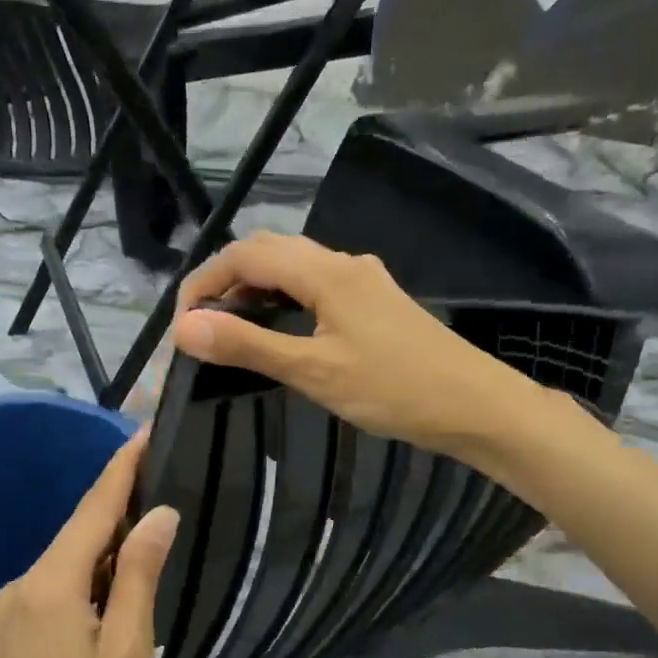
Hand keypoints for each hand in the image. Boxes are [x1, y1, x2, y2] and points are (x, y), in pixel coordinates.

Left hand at [0, 431, 179, 657]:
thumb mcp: (128, 650)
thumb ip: (139, 575)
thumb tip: (157, 513)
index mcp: (50, 585)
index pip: (92, 510)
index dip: (120, 469)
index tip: (144, 431)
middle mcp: (22, 584)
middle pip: (78, 531)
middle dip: (118, 504)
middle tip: (164, 476)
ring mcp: (12, 608)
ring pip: (68, 559)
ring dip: (107, 544)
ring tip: (152, 526)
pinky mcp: (13, 630)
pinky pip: (57, 584)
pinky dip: (91, 574)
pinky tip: (119, 579)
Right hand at [172, 232, 537, 456]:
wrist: (475, 406)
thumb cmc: (394, 389)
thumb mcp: (313, 370)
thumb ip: (248, 346)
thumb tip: (185, 328)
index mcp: (326, 272)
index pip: (246, 254)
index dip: (204, 282)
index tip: (182, 325)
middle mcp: (343, 263)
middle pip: (268, 251)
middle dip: (226, 281)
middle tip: (201, 327)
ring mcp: (362, 280)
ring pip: (292, 267)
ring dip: (254, 289)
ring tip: (229, 330)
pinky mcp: (374, 301)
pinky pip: (314, 285)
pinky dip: (282, 299)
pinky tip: (278, 330)